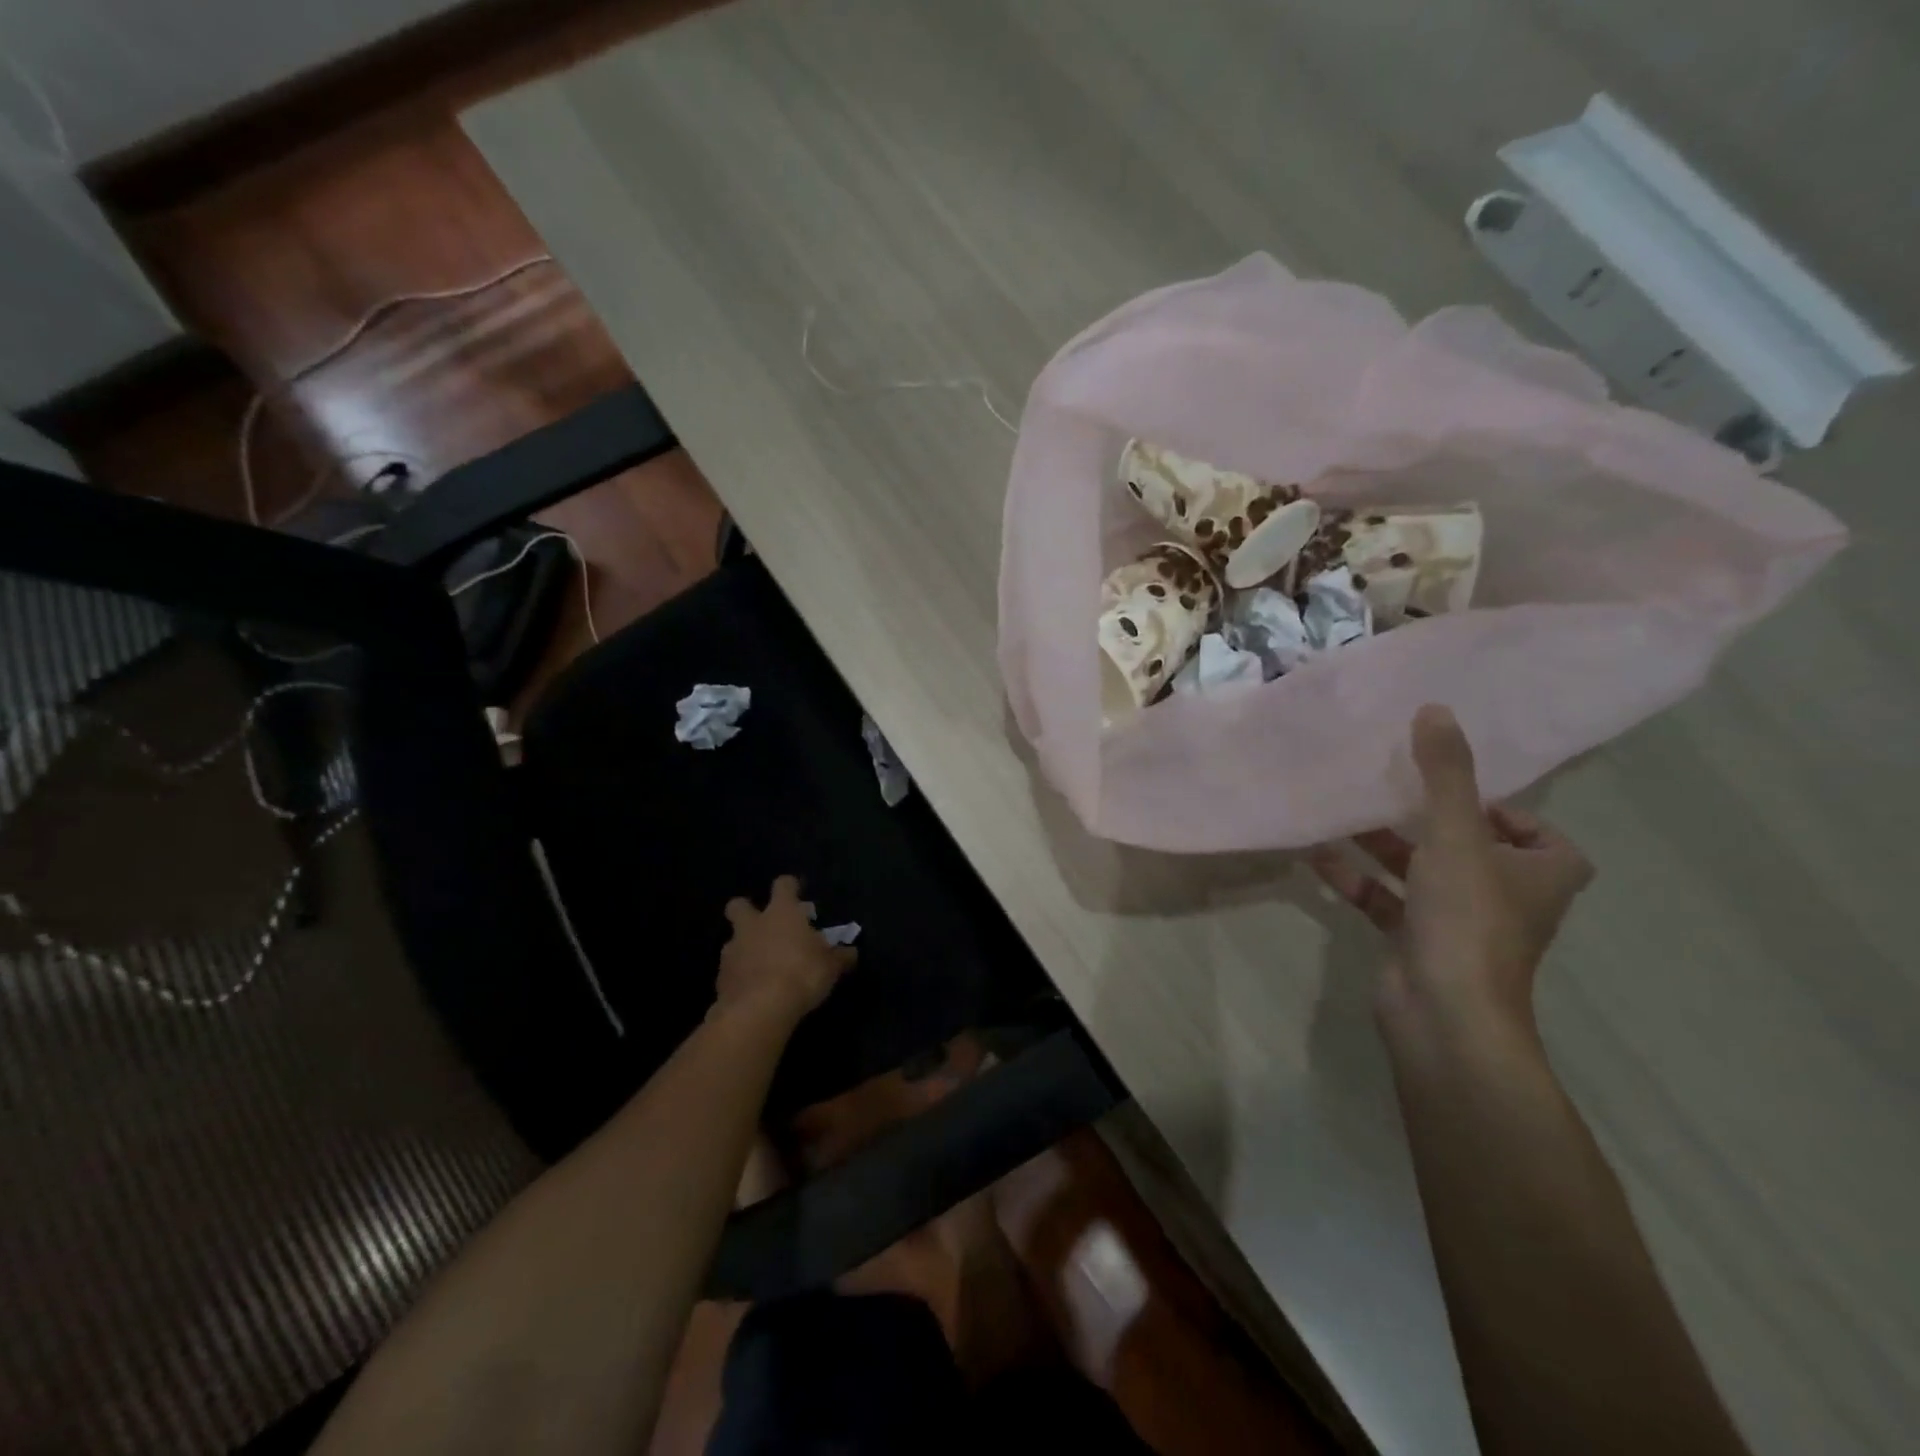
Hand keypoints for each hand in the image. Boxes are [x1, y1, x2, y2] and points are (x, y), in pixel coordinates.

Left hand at [717, 876, 855, 1022]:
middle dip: (746, 910)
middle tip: (762, 925)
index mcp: (782, 913)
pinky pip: (730, 970)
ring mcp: (732, 950)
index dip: (790, 887)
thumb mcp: (831, 967)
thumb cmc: (801, 975)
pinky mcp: (720, 978)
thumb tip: (851, 952)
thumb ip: (840, 957)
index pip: (784, 885)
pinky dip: (740, 976)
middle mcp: (753, 925)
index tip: (797, 893)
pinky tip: (753, 990)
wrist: (759, 1009)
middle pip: (739, 905)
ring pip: (733, 940)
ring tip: (761, 965)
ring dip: (744, 948)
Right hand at [1311, 705, 1593, 1034]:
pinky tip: (1317, 855)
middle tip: (1379, 784)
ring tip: (1339, 812)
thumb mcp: (1456, 834)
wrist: (1444, 1013)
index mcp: (1542, 871)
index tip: (1441, 783)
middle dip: (1418, 816)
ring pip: (1419, 869)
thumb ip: (1444, 773)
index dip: (1489, 801)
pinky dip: (1356, 878)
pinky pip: (1385, 898)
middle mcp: (1506, 894)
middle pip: (1463, 842)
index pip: (1527, 824)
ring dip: (1379, 844)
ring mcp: (1459, 921)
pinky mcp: (1417, 940)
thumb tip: (1435, 709)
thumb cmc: (1467, 918)